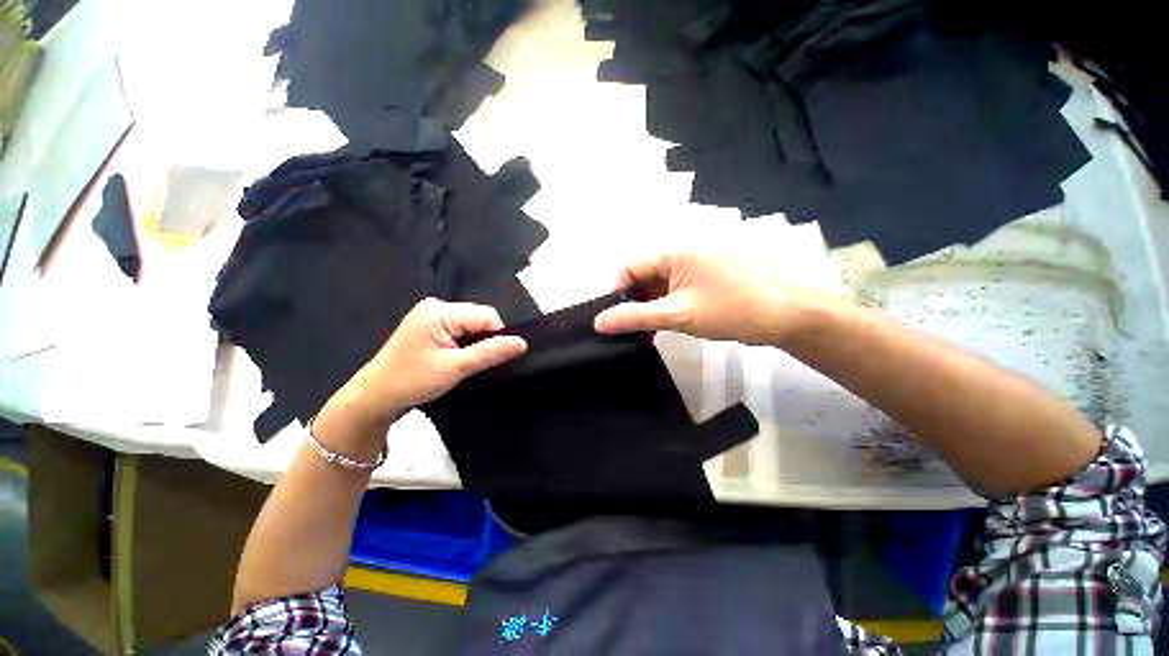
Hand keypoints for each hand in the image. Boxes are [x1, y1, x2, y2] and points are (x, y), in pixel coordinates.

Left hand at [317, 299, 526, 442]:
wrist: (374, 397)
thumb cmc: (413, 381)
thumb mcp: (456, 367)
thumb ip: (491, 352)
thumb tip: (522, 343)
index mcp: (440, 311)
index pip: (487, 315)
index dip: (495, 336)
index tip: (487, 360)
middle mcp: (435, 306)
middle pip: (478, 318)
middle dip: (483, 340)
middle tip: (470, 364)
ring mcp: (430, 315)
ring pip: (470, 325)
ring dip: (473, 344)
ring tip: (461, 363)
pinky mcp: (427, 326)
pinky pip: (458, 329)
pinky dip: (463, 344)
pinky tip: (454, 359)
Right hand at [594, 251, 829, 345]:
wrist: (785, 315)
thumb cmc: (730, 309)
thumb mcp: (677, 314)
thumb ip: (635, 317)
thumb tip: (599, 322)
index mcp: (674, 251)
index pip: (630, 267)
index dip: (617, 292)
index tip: (613, 319)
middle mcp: (681, 252)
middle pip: (643, 275)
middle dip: (633, 301)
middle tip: (628, 329)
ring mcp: (694, 265)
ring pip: (658, 284)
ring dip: (649, 306)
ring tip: (644, 331)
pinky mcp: (703, 278)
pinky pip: (674, 289)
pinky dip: (665, 306)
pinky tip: (662, 325)